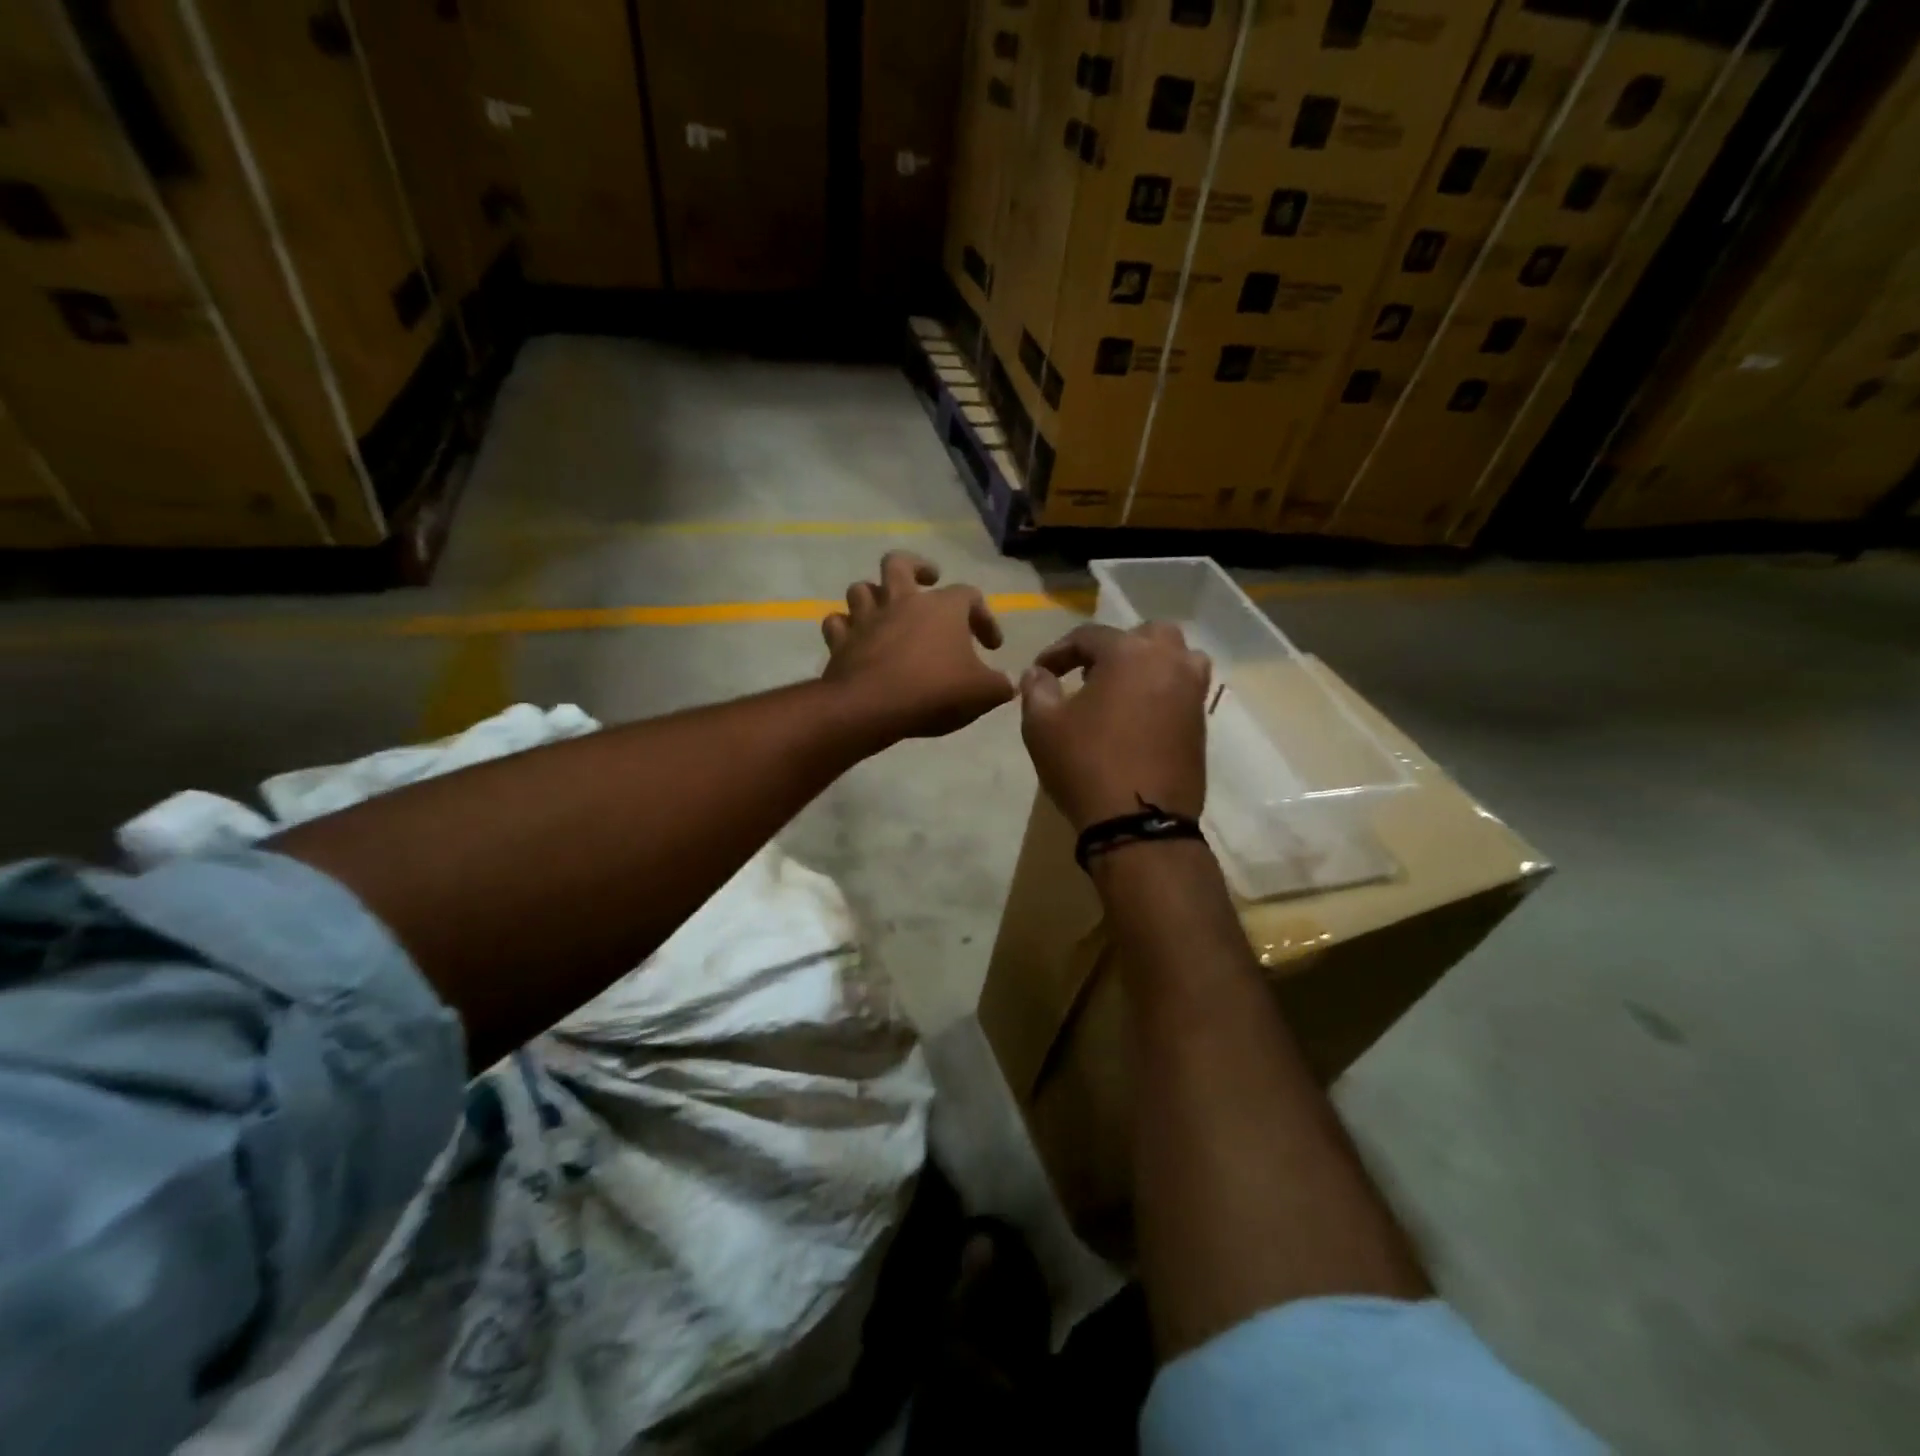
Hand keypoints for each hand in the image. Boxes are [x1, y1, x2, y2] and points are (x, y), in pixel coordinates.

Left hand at [822, 552, 1015, 741]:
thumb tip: (1008, 685)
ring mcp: (867, 619)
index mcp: (942, 608)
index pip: (970, 596)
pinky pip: (836, 623)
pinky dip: (844, 628)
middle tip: (927, 579)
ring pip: (862, 588)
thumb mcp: (983, 694)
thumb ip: (999, 686)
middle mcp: (902, 601)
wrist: (873, 707)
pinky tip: (853, 638)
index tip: (991, 646)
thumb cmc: (935, 692)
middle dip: (916, 567)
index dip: (984, 617)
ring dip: (873, 595)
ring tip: (885, 609)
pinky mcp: (841, 641)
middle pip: (900, 563)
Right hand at [1019, 622, 1210, 830]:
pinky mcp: (1201, 724)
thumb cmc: (1086, 765)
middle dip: (1115, 647)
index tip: (1041, 671)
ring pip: (1176, 658)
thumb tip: (1038, 672)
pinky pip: (1183, 690)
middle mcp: (1169, 662)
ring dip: (1149, 664)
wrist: (1139, 824)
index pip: (1089, 636)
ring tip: (1121, 690)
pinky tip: (1138, 717)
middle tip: (1089, 673)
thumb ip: (1037, 689)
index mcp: (1129, 653)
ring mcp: (1192, 693)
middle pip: (1145, 635)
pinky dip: (1162, 691)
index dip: (1059, 651)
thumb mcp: (1042, 726)